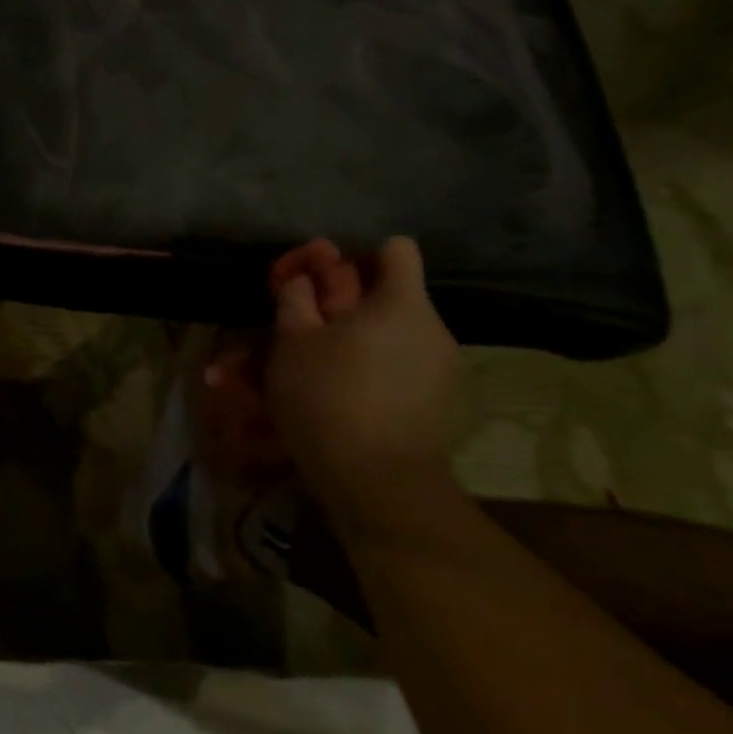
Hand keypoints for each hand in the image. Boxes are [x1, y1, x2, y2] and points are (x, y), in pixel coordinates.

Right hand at [265, 237, 460, 527]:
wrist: (377, 484)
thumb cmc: (328, 396)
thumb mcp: (292, 340)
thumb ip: (296, 297)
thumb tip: (304, 278)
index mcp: (401, 302)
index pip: (394, 249)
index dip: (354, 258)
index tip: (321, 285)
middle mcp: (431, 329)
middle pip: (385, 299)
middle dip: (339, 310)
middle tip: (298, 332)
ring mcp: (440, 371)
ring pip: (385, 342)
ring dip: (347, 347)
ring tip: (305, 374)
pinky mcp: (437, 408)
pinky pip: (396, 375)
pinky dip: (365, 378)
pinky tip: (332, 402)